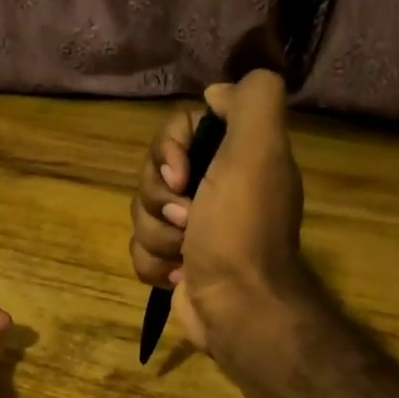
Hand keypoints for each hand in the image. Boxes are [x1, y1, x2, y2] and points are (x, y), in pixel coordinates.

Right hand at [129, 70, 303, 356]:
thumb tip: (218, 91)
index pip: (176, 130)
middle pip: (151, 173)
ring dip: (158, 236)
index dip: (167, 150)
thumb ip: (252, 100)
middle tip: (188, 220)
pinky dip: (155, 264)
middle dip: (159, 200)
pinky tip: (180, 275)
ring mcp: (191, 227)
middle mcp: (212, 186)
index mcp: (232, 156)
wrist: (237, 307)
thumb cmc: (241, 228)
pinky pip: (139, 249)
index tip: (181, 175)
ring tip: (187, 254)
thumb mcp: (259, 150)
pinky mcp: (175, 261)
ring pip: (140, 213)